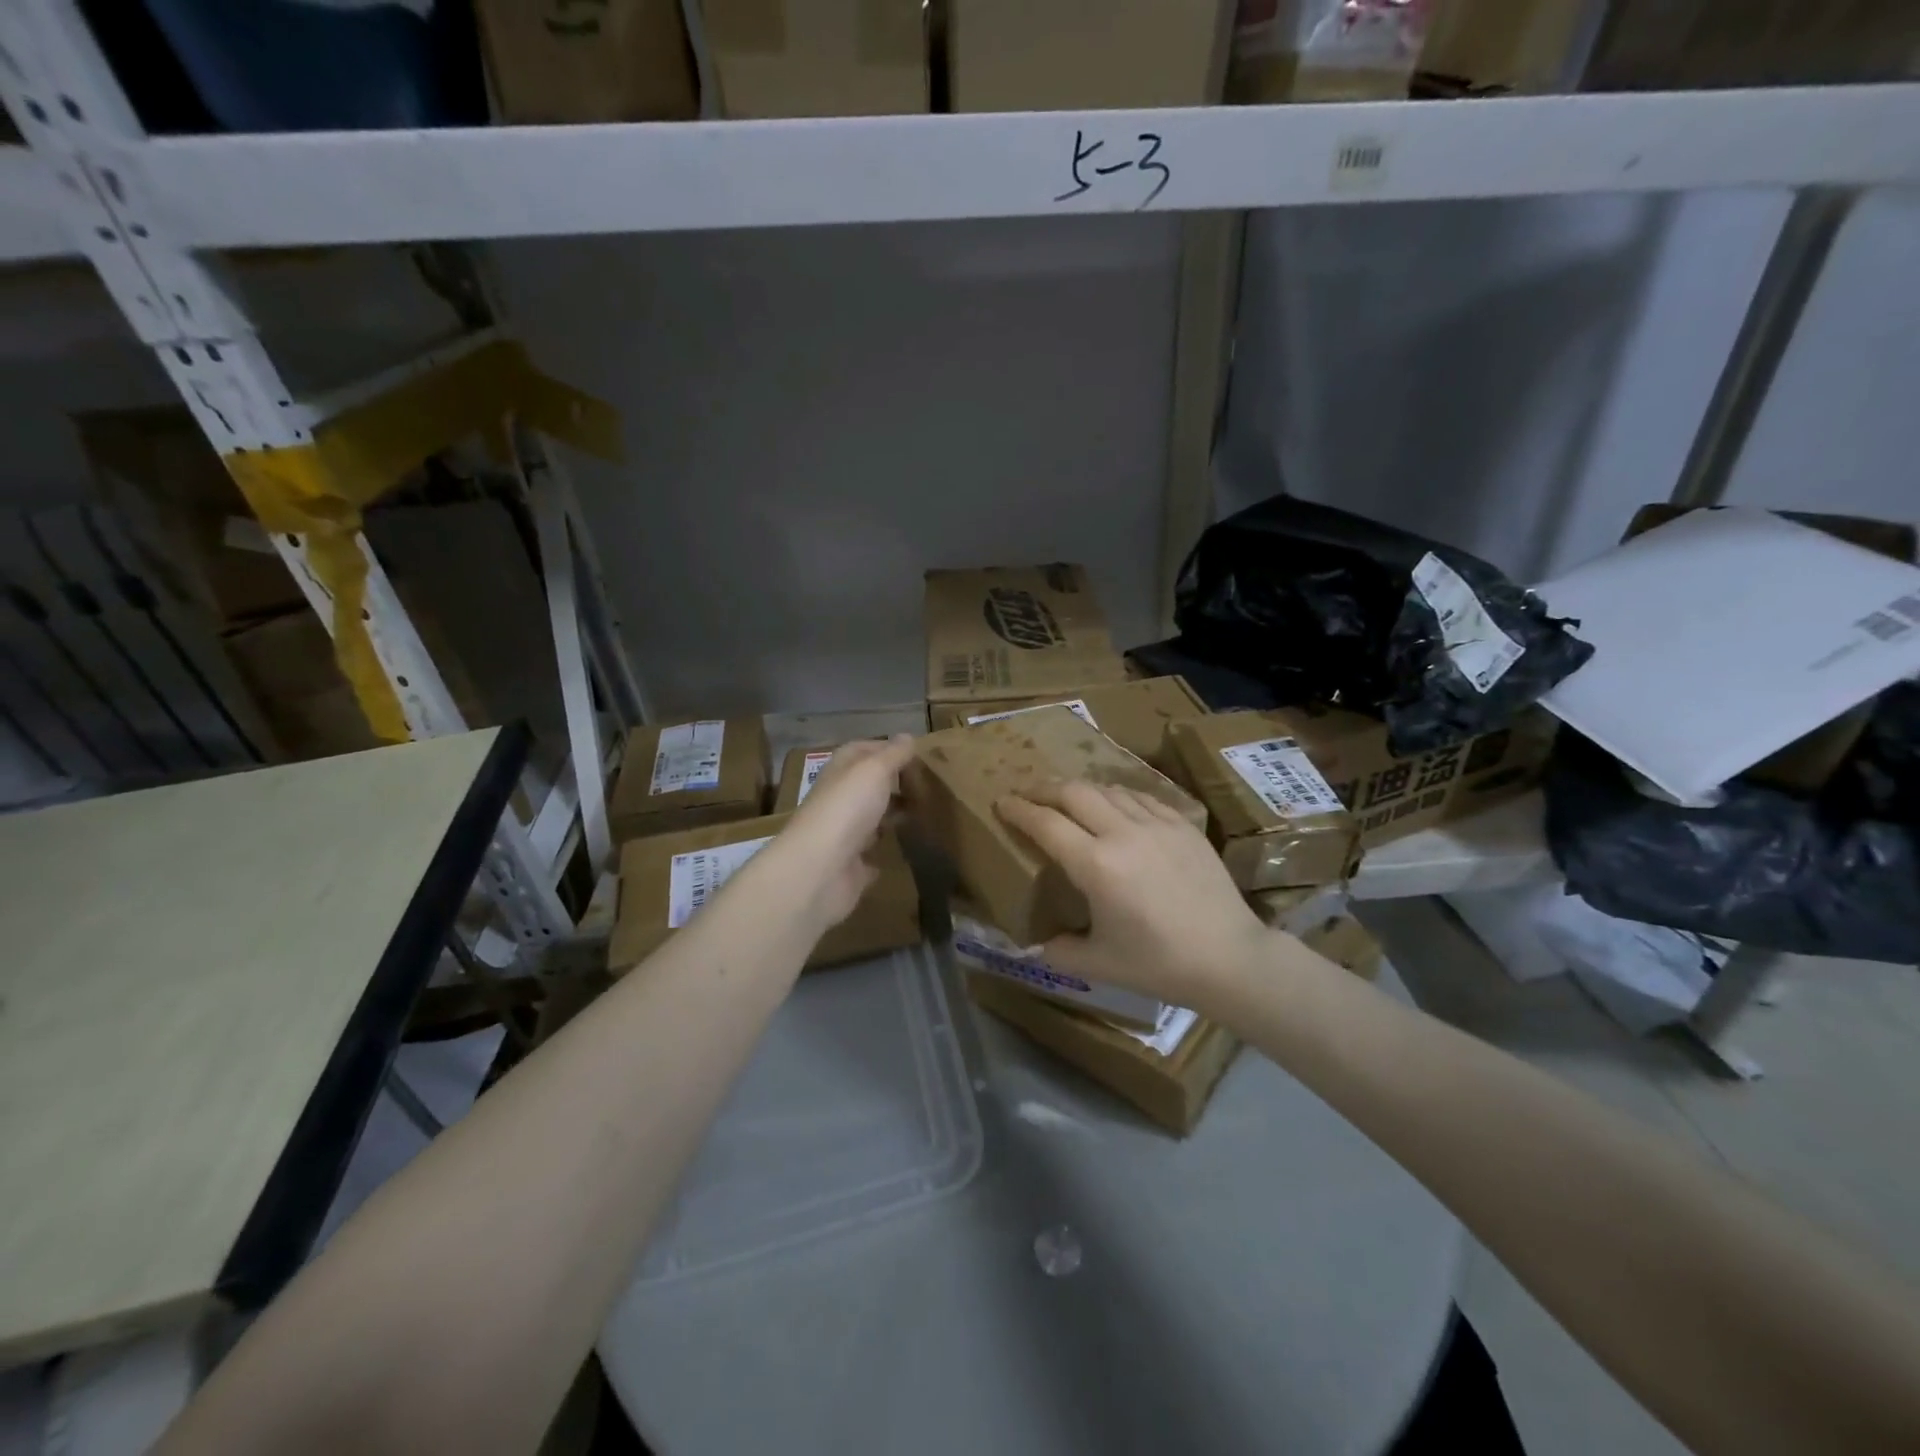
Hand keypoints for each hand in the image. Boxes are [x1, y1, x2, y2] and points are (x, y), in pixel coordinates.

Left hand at [767, 736, 913, 929]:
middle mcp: (838, 799)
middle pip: (866, 785)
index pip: (860, 750)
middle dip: (892, 783)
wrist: (821, 868)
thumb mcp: (874, 770)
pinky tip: (905, 848)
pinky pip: (870, 853)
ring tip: (923, 812)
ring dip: (889, 815)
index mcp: (839, 772)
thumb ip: (893, 755)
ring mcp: (843, 833)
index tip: (916, 754)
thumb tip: (907, 736)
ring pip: (869, 818)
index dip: (885, 748)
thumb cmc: (848, 808)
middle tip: (926, 784)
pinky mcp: (850, 864)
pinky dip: (883, 850)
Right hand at [996, 781, 1270, 1013]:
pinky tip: (1115, 806)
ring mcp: (1157, 825)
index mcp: (1096, 866)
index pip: (1045, 823)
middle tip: (1028, 794)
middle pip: (1074, 792)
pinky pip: (1141, 797)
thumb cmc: (1158, 964)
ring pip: (1108, 789)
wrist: (1229, 958)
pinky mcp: (1183, 825)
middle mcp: (1123, 834)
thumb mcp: (1098, 964)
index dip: (1018, 809)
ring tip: (1069, 799)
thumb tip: (1034, 944)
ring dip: (1081, 790)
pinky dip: (1118, 796)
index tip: (1001, 802)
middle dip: (1045, 788)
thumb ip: (1058, 950)